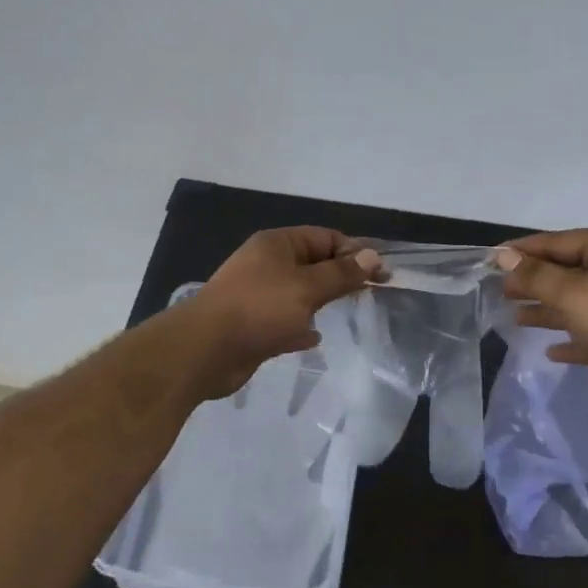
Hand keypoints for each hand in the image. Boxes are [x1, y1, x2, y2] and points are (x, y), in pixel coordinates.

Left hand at [179, 227, 380, 398]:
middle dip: (341, 276)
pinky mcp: (253, 325)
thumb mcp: (308, 287)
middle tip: (372, 292)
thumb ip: (341, 274)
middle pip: (313, 264)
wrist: (206, 350)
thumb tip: (373, 256)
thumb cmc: (259, 308)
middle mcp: (267, 265)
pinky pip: (285, 320)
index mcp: (278, 245)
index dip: (354, 251)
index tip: (381, 272)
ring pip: (300, 293)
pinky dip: (301, 326)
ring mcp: (258, 296)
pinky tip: (315, 338)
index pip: (325, 238)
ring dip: (321, 301)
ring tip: (349, 312)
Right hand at [495, 229, 587, 416]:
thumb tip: (503, 257)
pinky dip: (571, 337)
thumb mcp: (570, 293)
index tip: (492, 259)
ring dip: (548, 309)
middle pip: (568, 270)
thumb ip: (534, 275)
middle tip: (499, 290)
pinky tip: (550, 350)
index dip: (524, 250)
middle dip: (534, 281)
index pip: (559, 241)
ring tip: (515, 317)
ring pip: (578, 302)